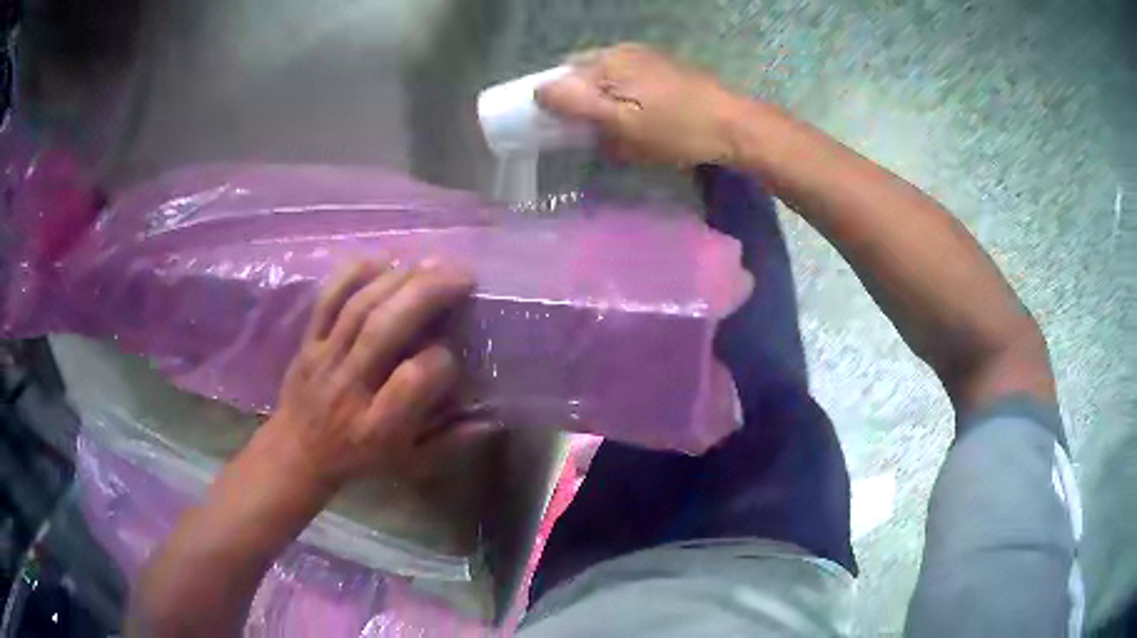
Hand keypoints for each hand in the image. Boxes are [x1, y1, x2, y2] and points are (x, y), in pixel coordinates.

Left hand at [262, 259, 474, 492]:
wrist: (298, 451)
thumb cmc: (361, 460)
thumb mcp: (410, 464)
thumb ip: (451, 442)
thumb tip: (491, 418)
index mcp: (378, 425)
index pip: (414, 379)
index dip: (442, 360)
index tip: (455, 354)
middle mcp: (350, 386)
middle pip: (385, 329)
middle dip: (427, 294)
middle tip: (463, 275)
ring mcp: (324, 358)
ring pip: (359, 306)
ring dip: (400, 278)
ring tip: (434, 263)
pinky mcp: (308, 340)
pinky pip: (327, 299)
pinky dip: (354, 273)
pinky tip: (384, 260)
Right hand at [536, 43, 743, 166]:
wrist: (734, 125)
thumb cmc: (677, 129)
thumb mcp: (622, 123)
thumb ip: (578, 103)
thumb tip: (539, 90)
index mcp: (607, 62)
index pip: (560, 76)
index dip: (556, 102)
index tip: (564, 129)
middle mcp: (621, 51)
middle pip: (583, 75)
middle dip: (581, 103)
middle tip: (593, 133)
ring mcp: (644, 56)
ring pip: (606, 78)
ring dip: (603, 102)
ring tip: (619, 129)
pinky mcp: (662, 67)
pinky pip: (628, 79)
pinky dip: (624, 98)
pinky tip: (641, 118)